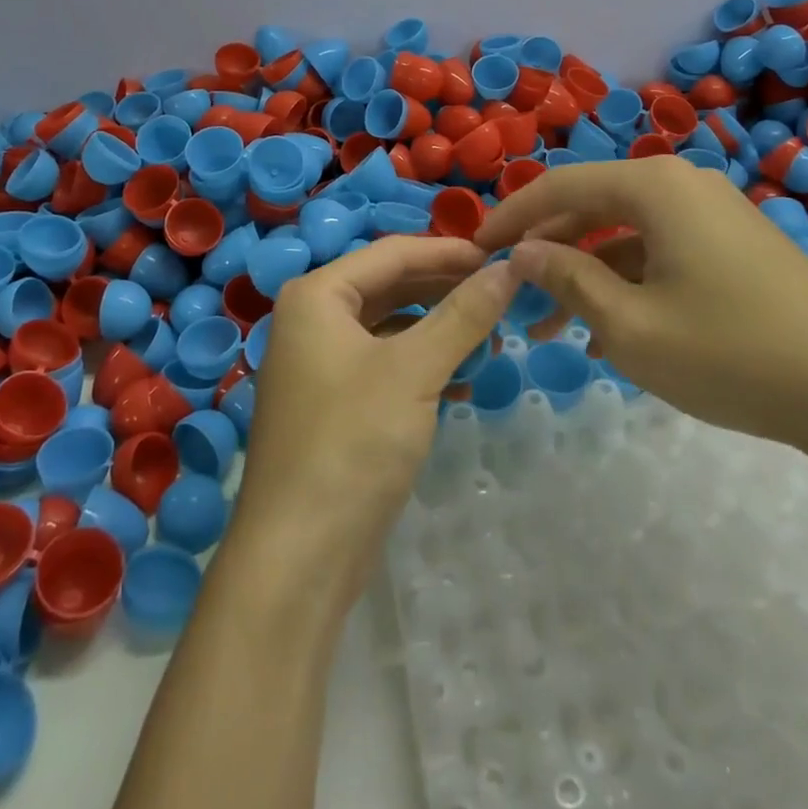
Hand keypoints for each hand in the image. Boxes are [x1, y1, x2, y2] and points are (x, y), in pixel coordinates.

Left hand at [231, 237, 517, 610]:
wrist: (298, 557)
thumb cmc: (351, 444)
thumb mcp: (414, 371)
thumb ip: (463, 315)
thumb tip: (509, 268)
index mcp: (317, 295)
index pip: (393, 251)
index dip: (450, 251)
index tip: (503, 257)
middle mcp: (313, 319)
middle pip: (390, 284)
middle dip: (446, 288)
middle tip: (502, 294)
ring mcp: (320, 362)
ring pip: (390, 325)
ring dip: (438, 327)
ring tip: (491, 336)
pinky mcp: (334, 402)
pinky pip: (384, 362)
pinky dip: (422, 363)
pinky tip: (462, 378)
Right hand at [473, 156, 807, 454]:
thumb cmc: (729, 352)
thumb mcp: (629, 325)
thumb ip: (568, 279)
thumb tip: (524, 253)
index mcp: (654, 187)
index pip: (559, 185)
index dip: (511, 215)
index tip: (473, 248)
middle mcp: (682, 185)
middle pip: (592, 205)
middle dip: (547, 249)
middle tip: (509, 291)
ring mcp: (713, 214)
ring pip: (625, 233)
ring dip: (585, 272)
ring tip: (550, 327)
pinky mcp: (734, 245)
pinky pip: (660, 250)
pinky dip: (626, 281)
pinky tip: (607, 331)